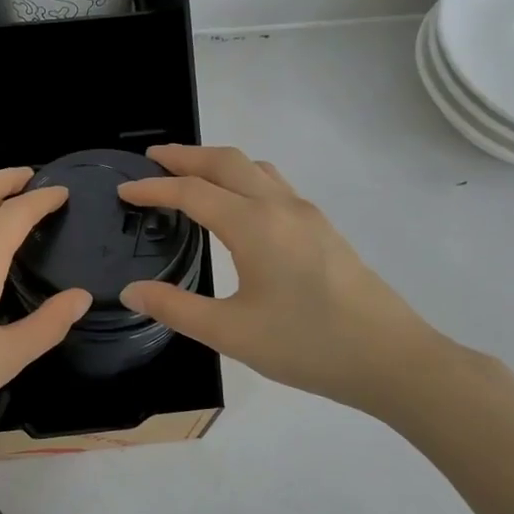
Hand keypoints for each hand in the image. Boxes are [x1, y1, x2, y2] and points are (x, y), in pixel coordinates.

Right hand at [117, 145, 452, 416]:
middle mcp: (280, 207)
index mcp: (253, 225)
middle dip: (185, 156)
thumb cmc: (306, 344)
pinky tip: (238, 205)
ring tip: (190, 175)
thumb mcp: (230, 333)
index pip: (192, 192)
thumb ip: (175, 308)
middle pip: (226, 162)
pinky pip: (274, 185)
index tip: (124, 191)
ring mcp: (307, 215)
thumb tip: (131, 291)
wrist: (389, 358)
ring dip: (217, 163)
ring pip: (255, 168)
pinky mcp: (323, 230)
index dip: (153, 188)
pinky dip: (243, 178)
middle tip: (151, 159)